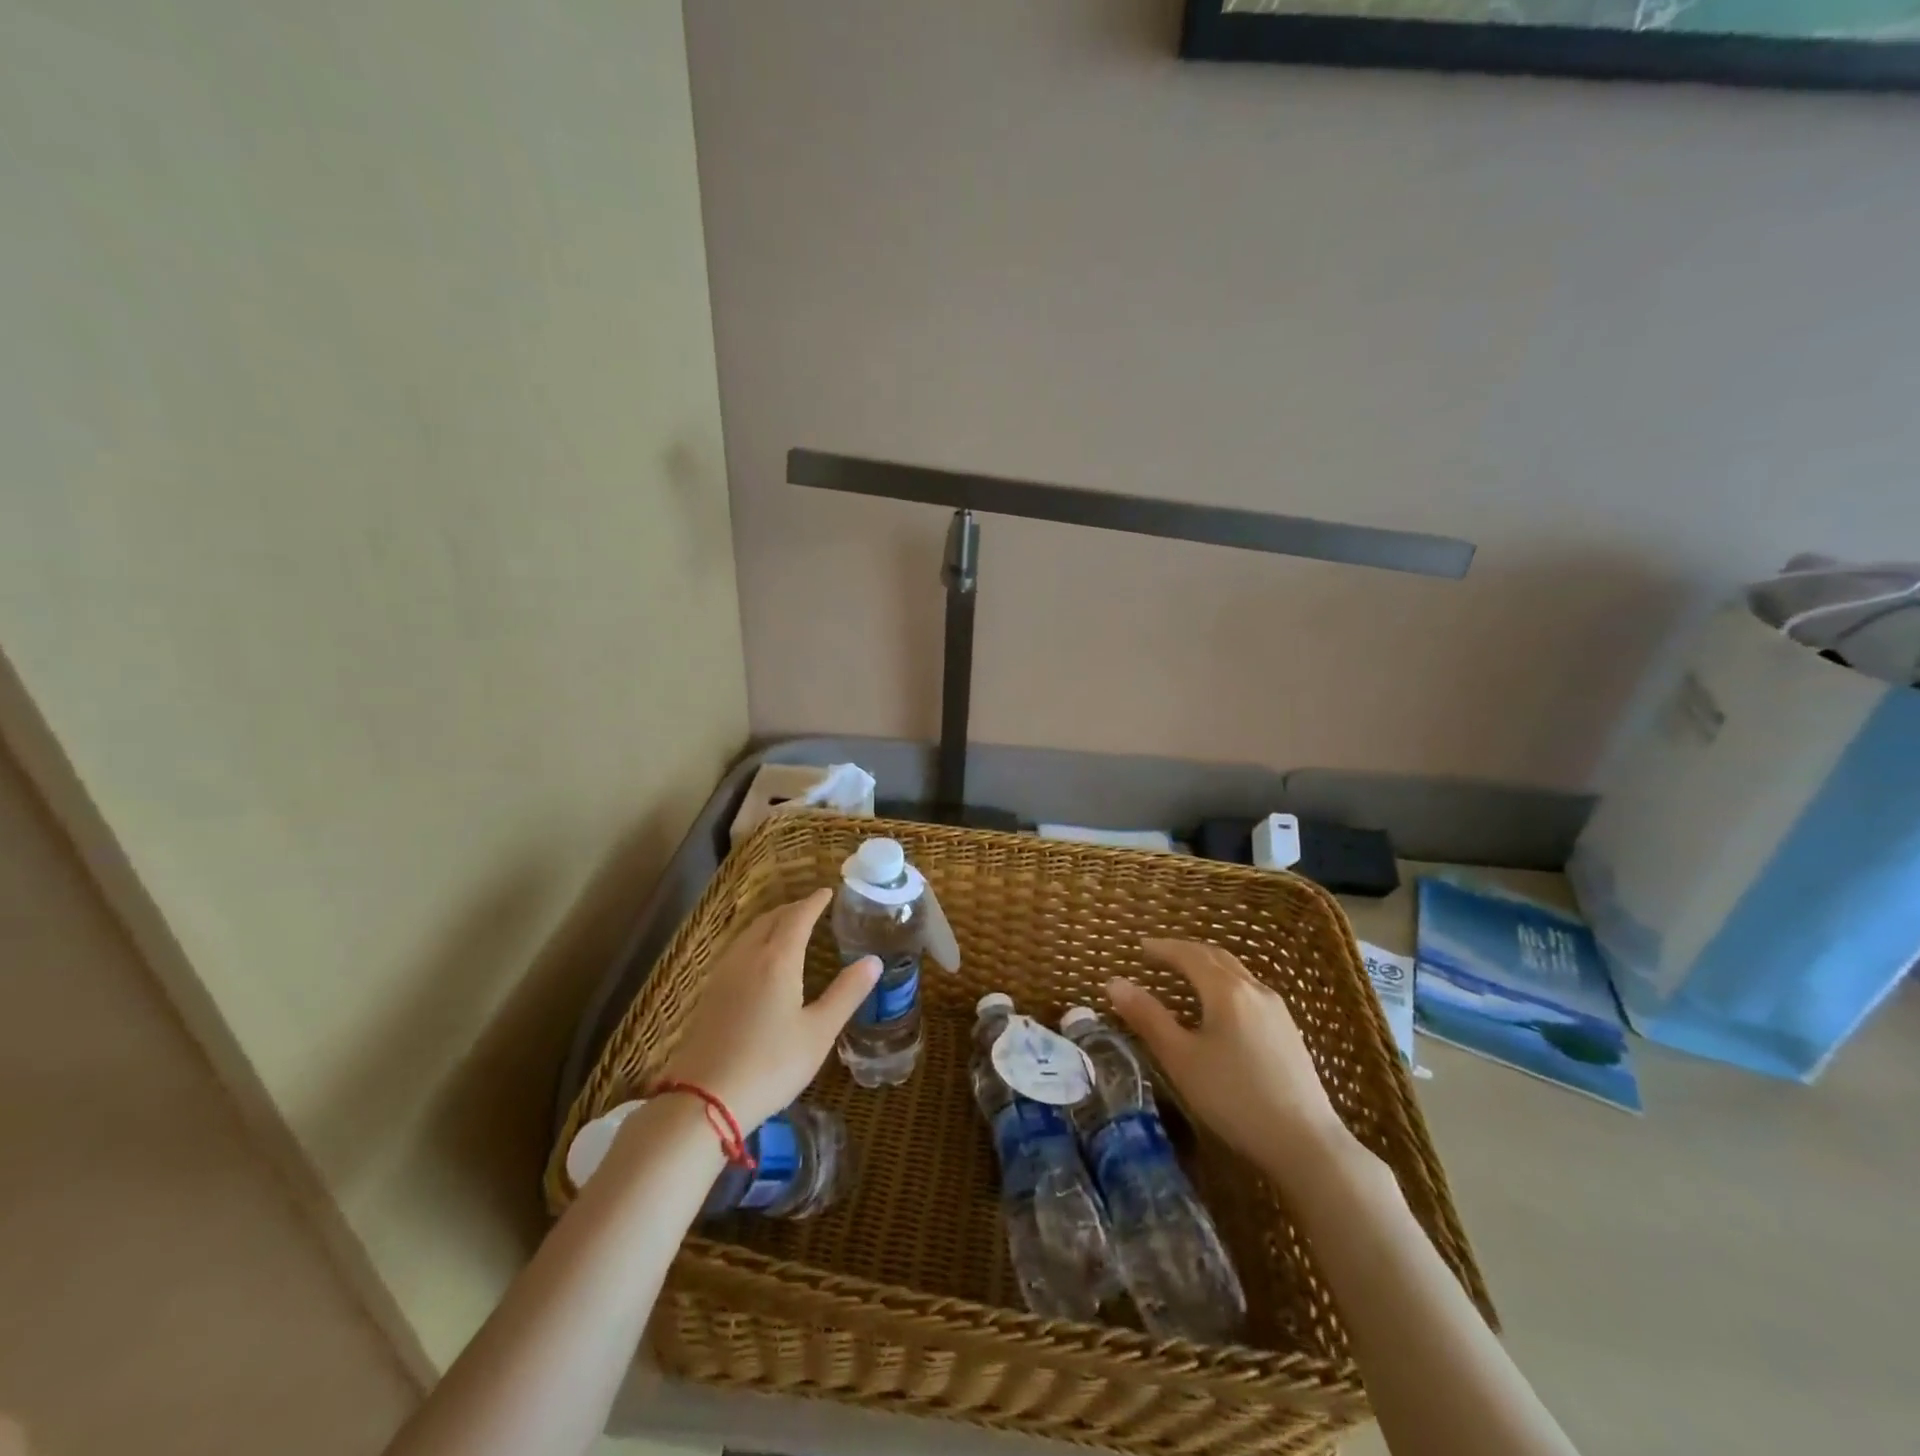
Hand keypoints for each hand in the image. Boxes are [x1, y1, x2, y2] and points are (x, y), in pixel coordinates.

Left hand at [658, 889, 877, 1130]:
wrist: (704, 1101)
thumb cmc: (771, 1065)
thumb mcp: (819, 1032)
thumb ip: (847, 993)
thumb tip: (873, 961)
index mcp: (777, 960)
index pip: (798, 918)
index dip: (814, 903)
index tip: (827, 892)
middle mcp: (748, 958)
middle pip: (770, 920)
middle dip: (792, 909)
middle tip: (811, 907)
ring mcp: (724, 976)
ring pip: (749, 934)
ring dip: (771, 923)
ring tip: (787, 927)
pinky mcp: (710, 995)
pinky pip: (737, 951)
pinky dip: (755, 940)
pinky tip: (758, 960)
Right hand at [1107, 939, 1352, 1172]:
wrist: (1306, 1143)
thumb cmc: (1234, 1097)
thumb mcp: (1181, 1058)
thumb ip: (1147, 1017)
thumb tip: (1113, 983)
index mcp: (1226, 990)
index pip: (1189, 954)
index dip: (1163, 948)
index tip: (1140, 946)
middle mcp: (1254, 990)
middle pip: (1216, 957)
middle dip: (1185, 952)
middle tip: (1159, 955)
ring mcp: (1277, 1010)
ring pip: (1236, 973)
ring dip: (1207, 967)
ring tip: (1185, 977)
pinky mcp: (1288, 1032)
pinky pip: (1249, 992)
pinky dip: (1225, 985)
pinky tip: (1219, 1009)